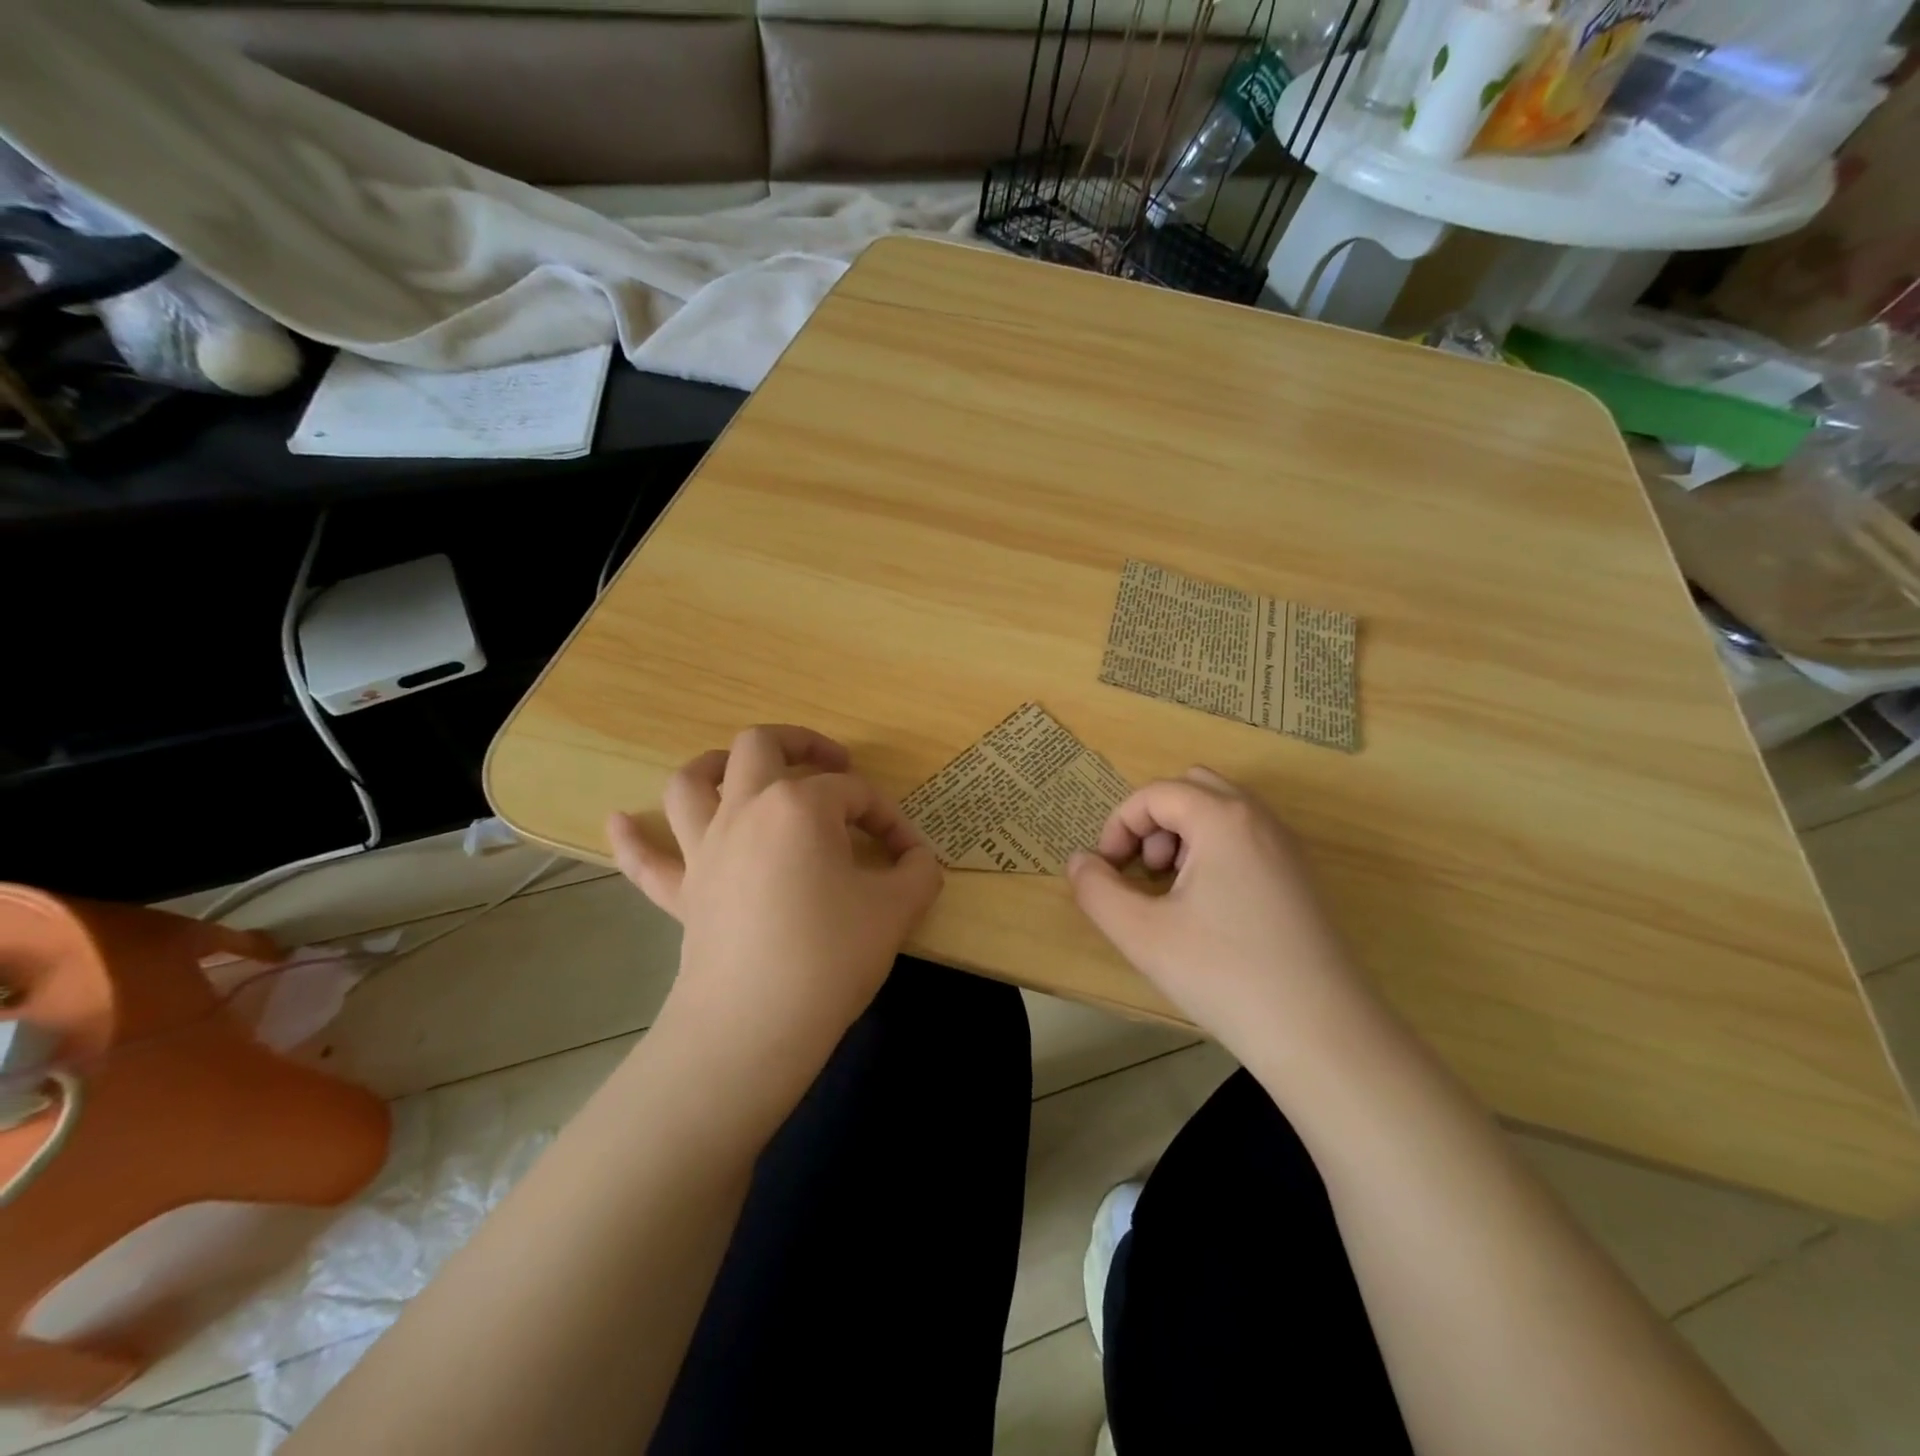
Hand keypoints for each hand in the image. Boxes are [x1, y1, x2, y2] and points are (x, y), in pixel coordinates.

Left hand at [607, 726, 942, 1110]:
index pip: (854, 793)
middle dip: (801, 744)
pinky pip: (646, 860)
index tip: (908, 855)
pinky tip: (618, 820)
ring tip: (737, 770)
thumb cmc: (830, 955)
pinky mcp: (682, 893)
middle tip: (831, 766)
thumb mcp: (896, 910)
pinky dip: (632, 838)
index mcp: (800, 805)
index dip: (888, 818)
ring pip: (691, 783)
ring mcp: (705, 849)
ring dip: (714, 766)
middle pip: (761, 747)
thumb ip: (918, 873)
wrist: (755, 1026)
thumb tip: (919, 861)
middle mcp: (745, 810)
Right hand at [1065, 768, 1385, 1080]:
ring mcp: (1287, 847)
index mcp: (1222, 819)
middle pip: (1192, 787)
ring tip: (1172, 892)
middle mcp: (1259, 819)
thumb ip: (1097, 890)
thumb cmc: (1224, 974)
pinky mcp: (1301, 878)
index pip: (1154, 794)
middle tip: (1144, 871)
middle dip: (1155, 821)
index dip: (1118, 825)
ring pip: (1222, 812)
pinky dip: (1214, 852)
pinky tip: (1209, 910)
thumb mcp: (1141, 934)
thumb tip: (1080, 862)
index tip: (1106, 871)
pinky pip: (1246, 838)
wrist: (1323, 1034)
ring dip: (1184, 836)